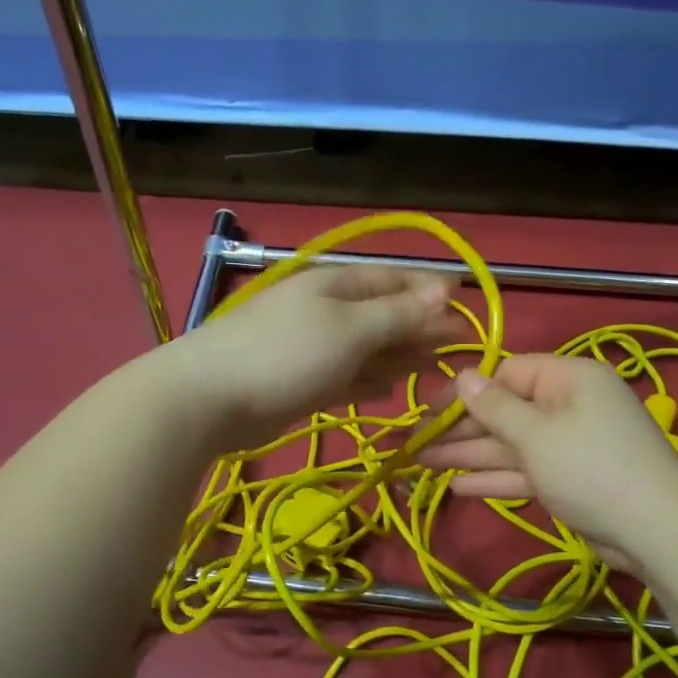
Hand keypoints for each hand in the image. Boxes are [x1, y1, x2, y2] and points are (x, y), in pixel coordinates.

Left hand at [168, 266, 456, 450]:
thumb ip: (398, 313)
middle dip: (420, 329)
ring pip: (368, 350)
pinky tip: (389, 391)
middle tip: (457, 350)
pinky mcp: (303, 382)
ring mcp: (313, 348)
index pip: (395, 280)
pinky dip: (369, 382)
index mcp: (338, 286)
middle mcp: (328, 311)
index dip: (431, 292)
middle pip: (384, 315)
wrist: (211, 398)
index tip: (466, 309)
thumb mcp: (350, 329)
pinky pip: (347, 377)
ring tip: (433, 371)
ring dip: (399, 358)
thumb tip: (444, 288)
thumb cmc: (287, 354)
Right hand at [416, 354, 677, 568]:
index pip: (508, 373)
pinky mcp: (570, 480)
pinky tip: (456, 486)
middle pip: (506, 411)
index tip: (429, 409)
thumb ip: (495, 407)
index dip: (467, 391)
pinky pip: (526, 470)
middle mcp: (569, 405)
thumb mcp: (536, 434)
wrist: (655, 532)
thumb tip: (462, 375)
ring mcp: (570, 445)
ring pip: (511, 444)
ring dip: (470, 455)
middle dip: (461, 428)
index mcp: (568, 379)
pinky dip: (495, 478)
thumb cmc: (590, 468)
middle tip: (415, 440)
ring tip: (421, 463)